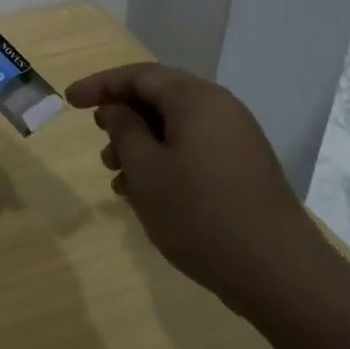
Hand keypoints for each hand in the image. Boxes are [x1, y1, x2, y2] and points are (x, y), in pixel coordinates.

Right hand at [67, 63, 312, 309]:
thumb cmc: (201, 215)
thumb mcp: (147, 171)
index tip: (70, 102)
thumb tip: (116, 108)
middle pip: (159, 96)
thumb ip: (124, 130)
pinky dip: (165, 159)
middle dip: (123, 116)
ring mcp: (236, 137)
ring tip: (118, 176)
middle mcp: (220, 107)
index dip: (100, 85)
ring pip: (176, 125)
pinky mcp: (244, 166)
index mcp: (196, 98)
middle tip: (98, 140)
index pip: (139, 75)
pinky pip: (194, 147)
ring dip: (142, 142)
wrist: (279, 273)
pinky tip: (148, 192)